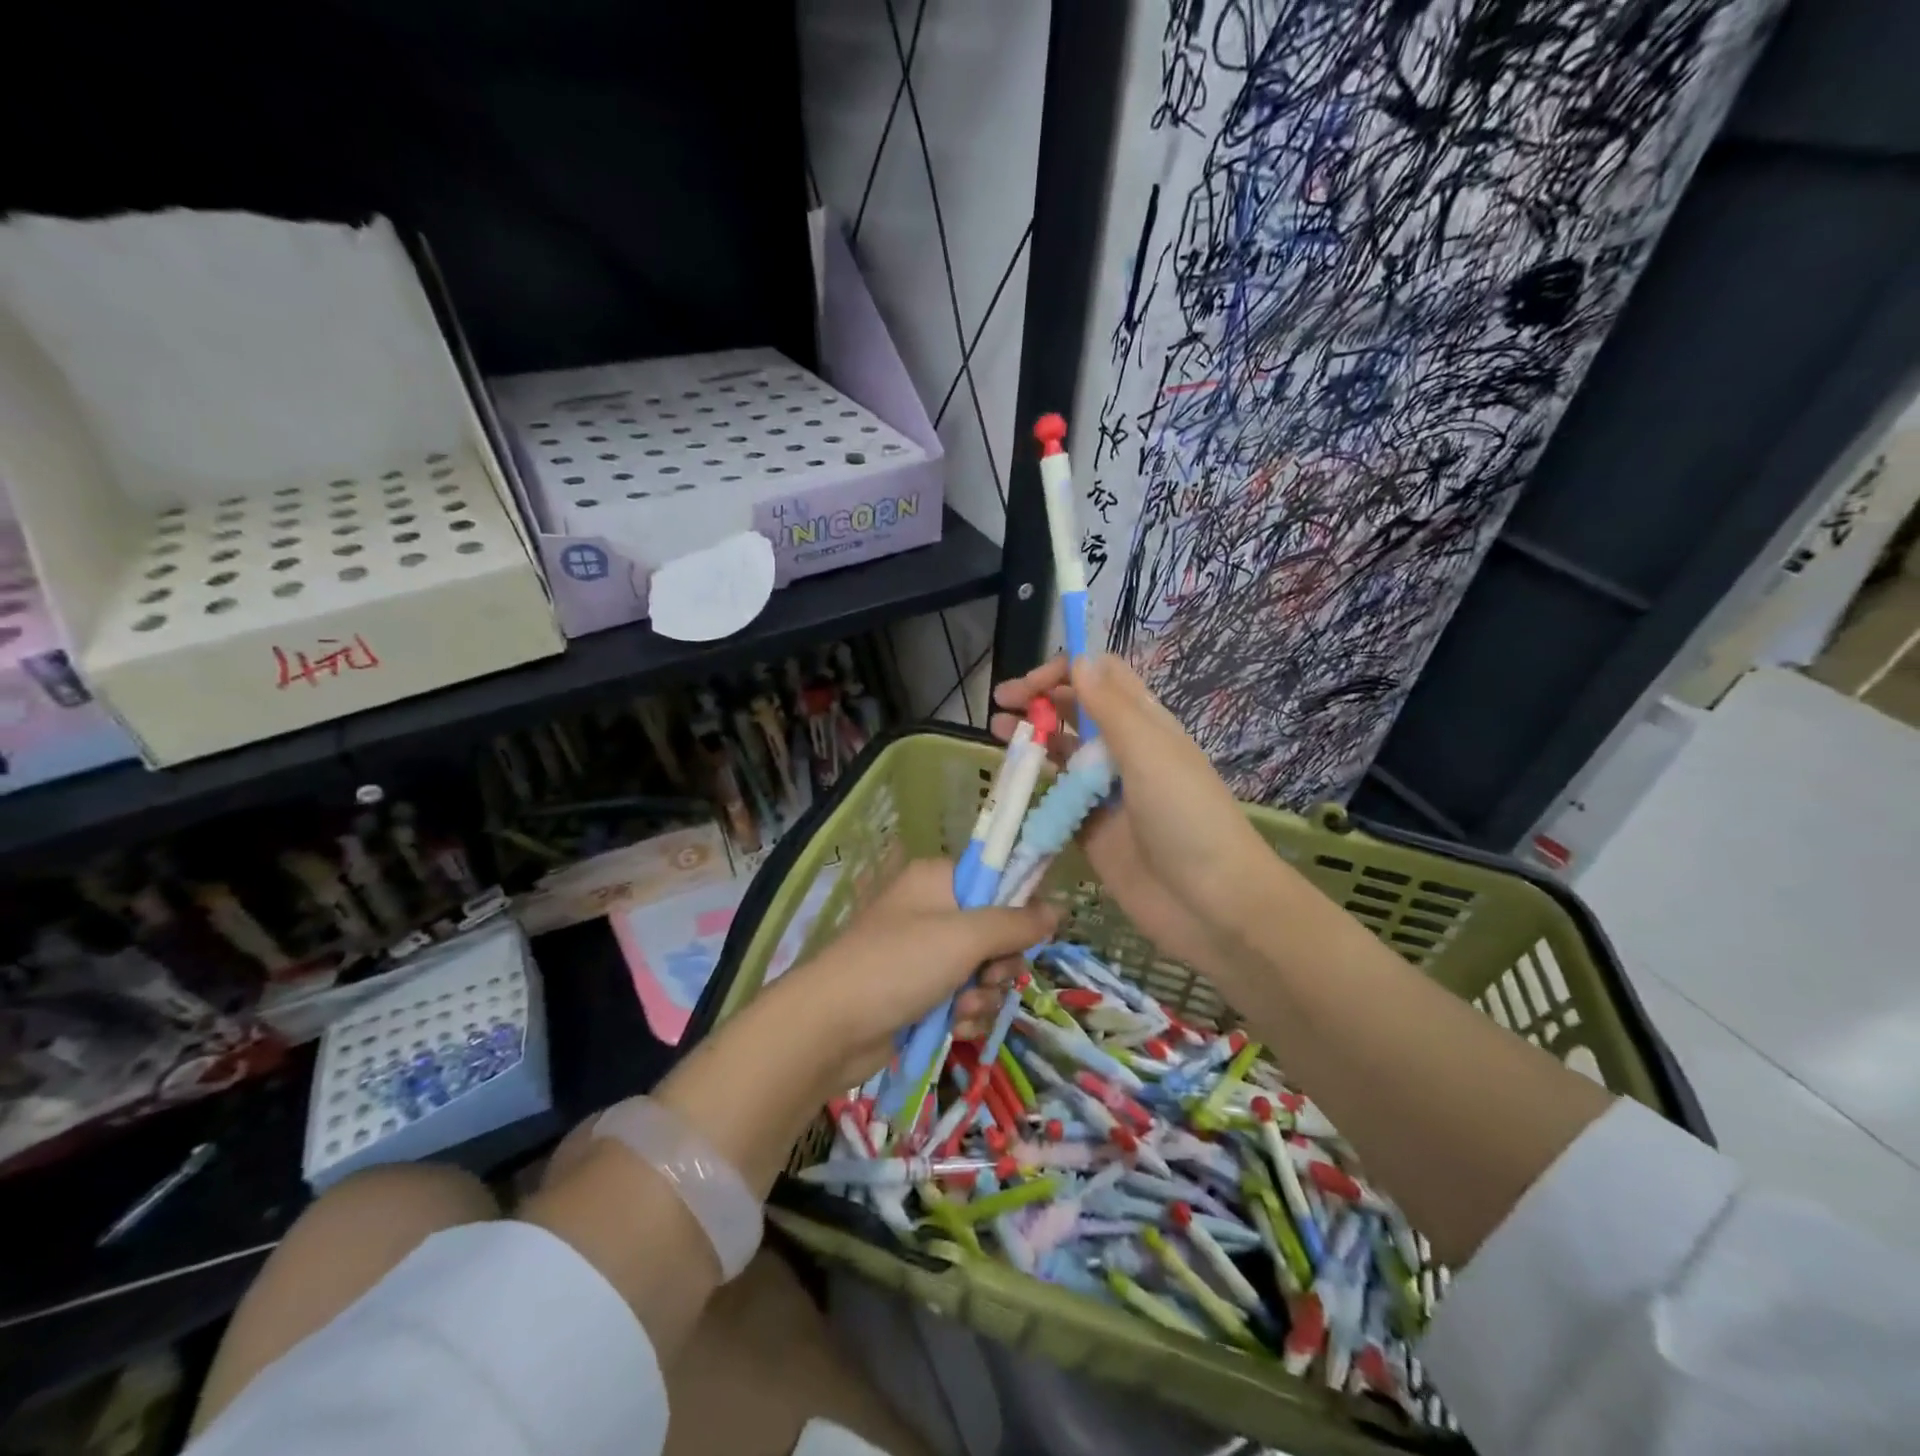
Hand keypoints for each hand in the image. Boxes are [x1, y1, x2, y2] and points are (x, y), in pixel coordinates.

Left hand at [768, 858, 1056, 1096]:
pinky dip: (965, 1016)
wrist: (831, 1027)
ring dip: (983, 997)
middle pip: (997, 932)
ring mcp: (926, 955)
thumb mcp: (964, 938)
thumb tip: (1059, 908)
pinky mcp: (921, 994)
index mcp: (938, 880)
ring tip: (960, 1010)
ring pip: (984, 972)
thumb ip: (1015, 923)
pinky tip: (953, 1028)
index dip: (1017, 908)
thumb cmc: (898, 965)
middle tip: (986, 977)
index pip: (996, 880)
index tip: (1028, 933)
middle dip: (999, 965)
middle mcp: (933, 911)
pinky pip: (965, 999)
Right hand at [990, 654, 1277, 977]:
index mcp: (1145, 724)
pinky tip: (1011, 784)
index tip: (1029, 685)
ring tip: (998, 733)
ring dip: (1033, 739)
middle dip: (1041, 701)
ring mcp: (1107, 794)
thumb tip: (1079, 658)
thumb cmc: (1187, 817)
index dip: (1066, 671)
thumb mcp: (1149, 752)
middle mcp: (1125, 752)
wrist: (1211, 904)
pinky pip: (1057, 801)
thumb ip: (1111, 707)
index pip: (1102, 678)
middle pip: (1077, 712)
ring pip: (1063, 754)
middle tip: (1002, 705)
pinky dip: (1035, 789)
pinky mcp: (1092, 831)